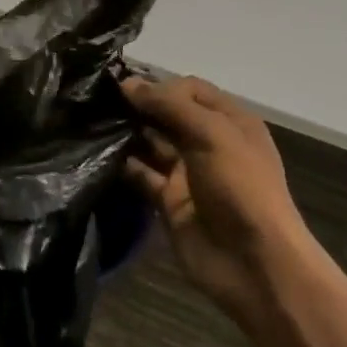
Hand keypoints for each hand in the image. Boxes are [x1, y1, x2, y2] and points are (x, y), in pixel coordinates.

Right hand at [122, 76, 318, 327]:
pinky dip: (123, 165)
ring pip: (152, 143)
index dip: (160, 85)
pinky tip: (98, 154)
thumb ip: (169, 105)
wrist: (255, 264)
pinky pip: (143, 175)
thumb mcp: (211, 134)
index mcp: (229, 121)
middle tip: (97, 99)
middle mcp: (208, 142)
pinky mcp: (170, 201)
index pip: (190, 90)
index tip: (123, 84)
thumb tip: (127, 83)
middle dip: (139, 106)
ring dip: (127, 133)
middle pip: (168, 115)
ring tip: (92, 122)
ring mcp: (188, 173)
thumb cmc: (241, 186)